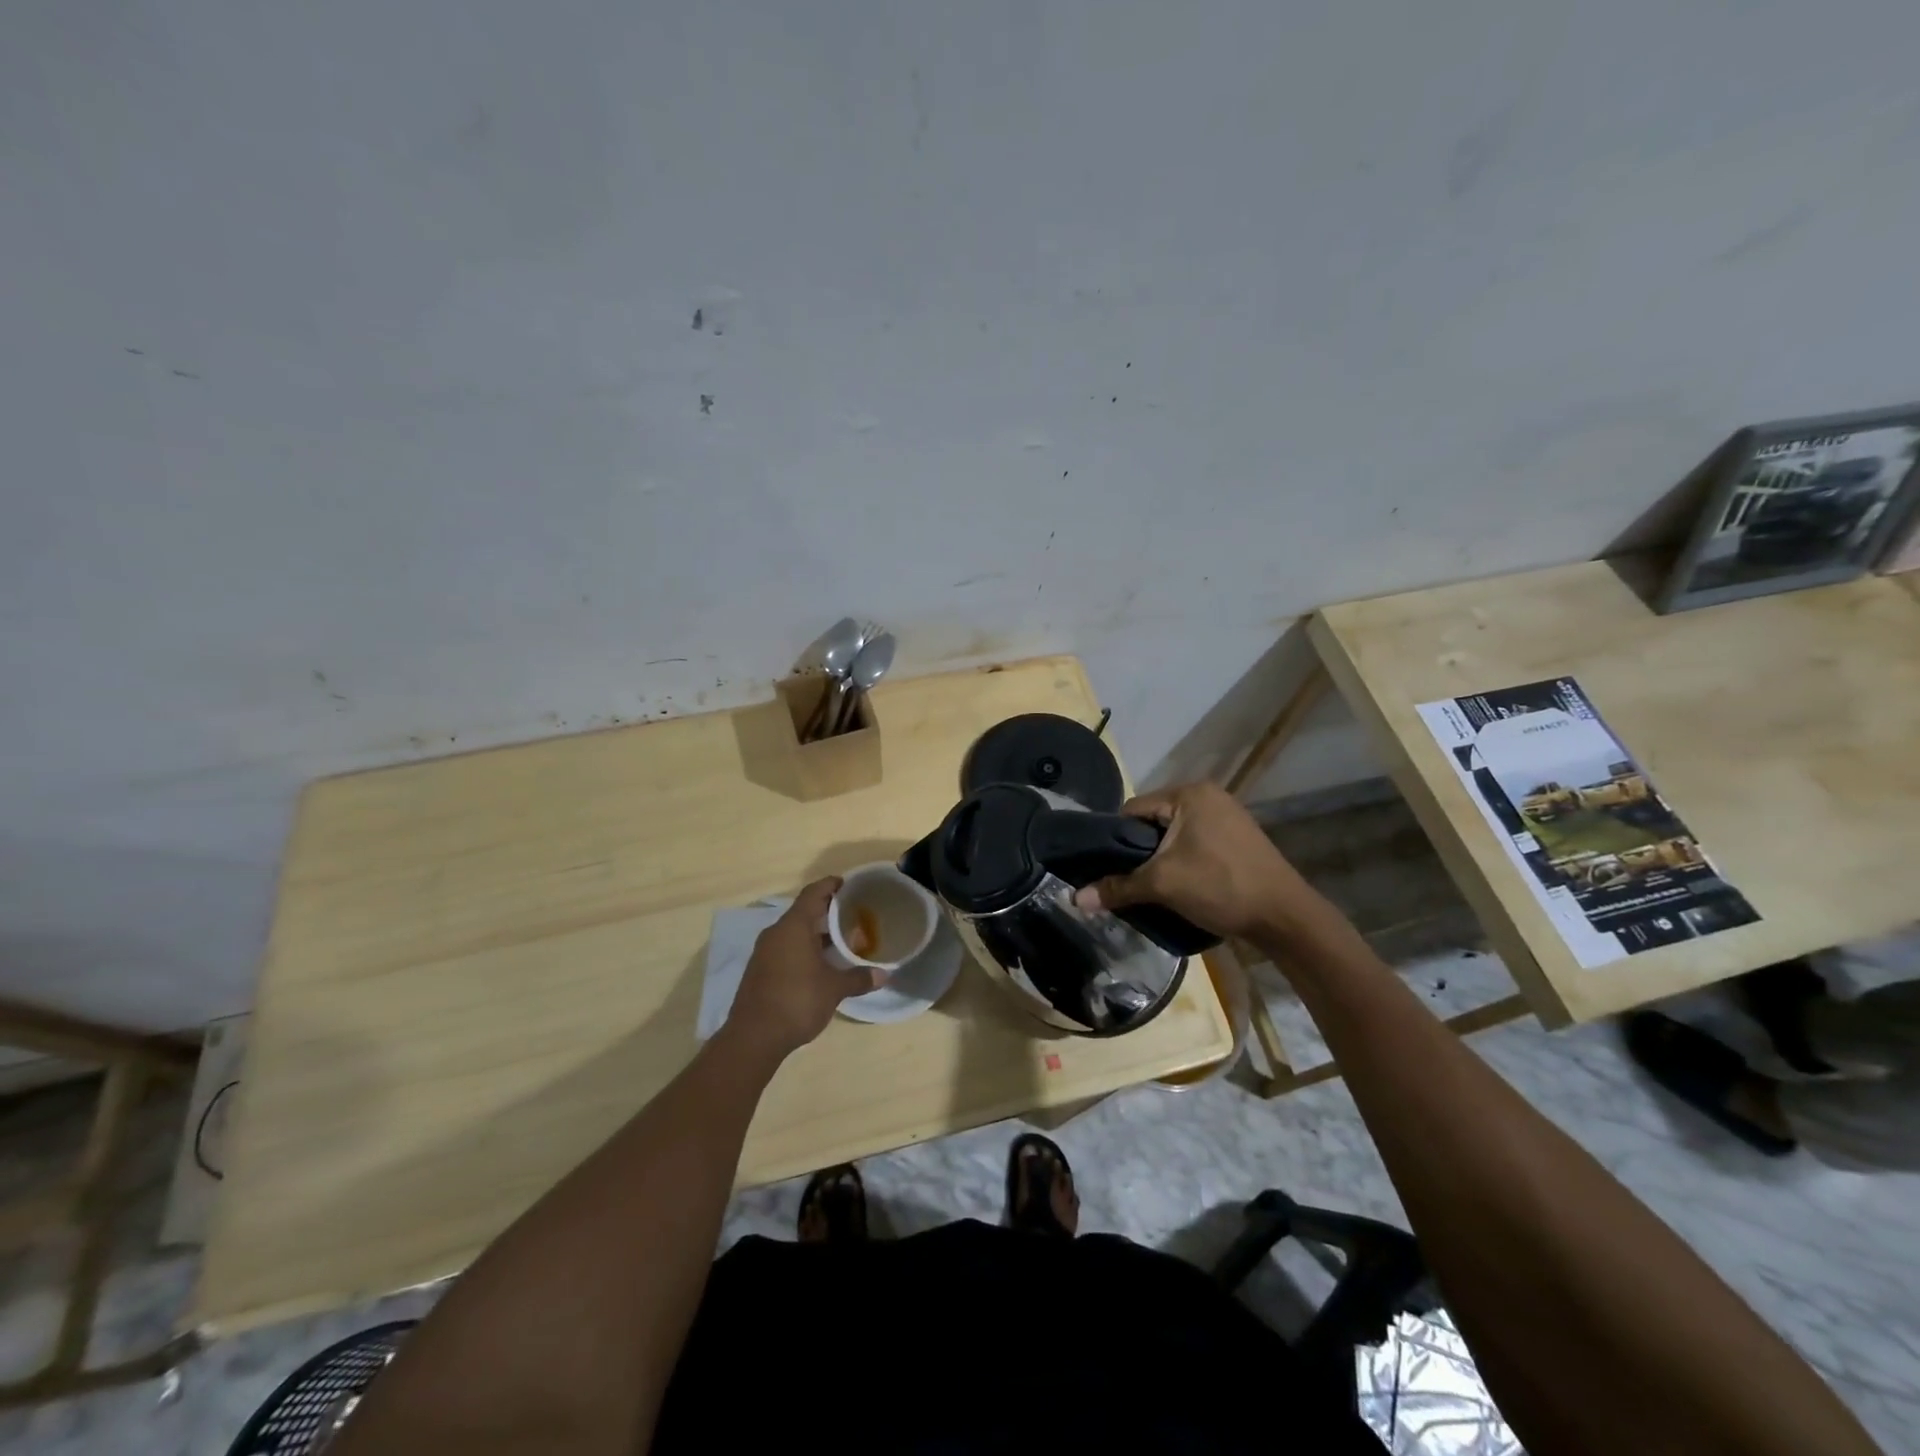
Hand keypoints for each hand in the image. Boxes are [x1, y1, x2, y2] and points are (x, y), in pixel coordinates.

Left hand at [726, 877, 882, 1056]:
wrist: (753, 1037)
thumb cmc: (797, 1001)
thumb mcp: (834, 989)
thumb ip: (858, 978)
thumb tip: (884, 974)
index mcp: (793, 927)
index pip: (813, 894)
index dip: (830, 885)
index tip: (847, 884)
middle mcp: (776, 933)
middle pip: (804, 912)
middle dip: (827, 912)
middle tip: (852, 914)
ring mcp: (765, 952)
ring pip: (794, 932)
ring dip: (816, 933)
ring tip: (840, 941)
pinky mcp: (760, 971)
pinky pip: (786, 949)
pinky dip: (804, 949)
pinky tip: (820, 964)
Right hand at [1072, 782, 1328, 944]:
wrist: (1286, 918)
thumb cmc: (1221, 886)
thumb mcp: (1163, 884)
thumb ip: (1118, 887)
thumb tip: (1075, 899)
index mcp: (1189, 793)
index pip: (1133, 809)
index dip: (1114, 839)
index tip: (1103, 868)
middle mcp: (1208, 795)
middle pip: (1153, 822)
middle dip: (1139, 851)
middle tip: (1126, 881)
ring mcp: (1227, 816)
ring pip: (1174, 836)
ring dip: (1161, 859)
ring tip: (1150, 887)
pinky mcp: (1238, 839)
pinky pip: (1195, 844)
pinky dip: (1183, 862)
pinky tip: (1180, 886)